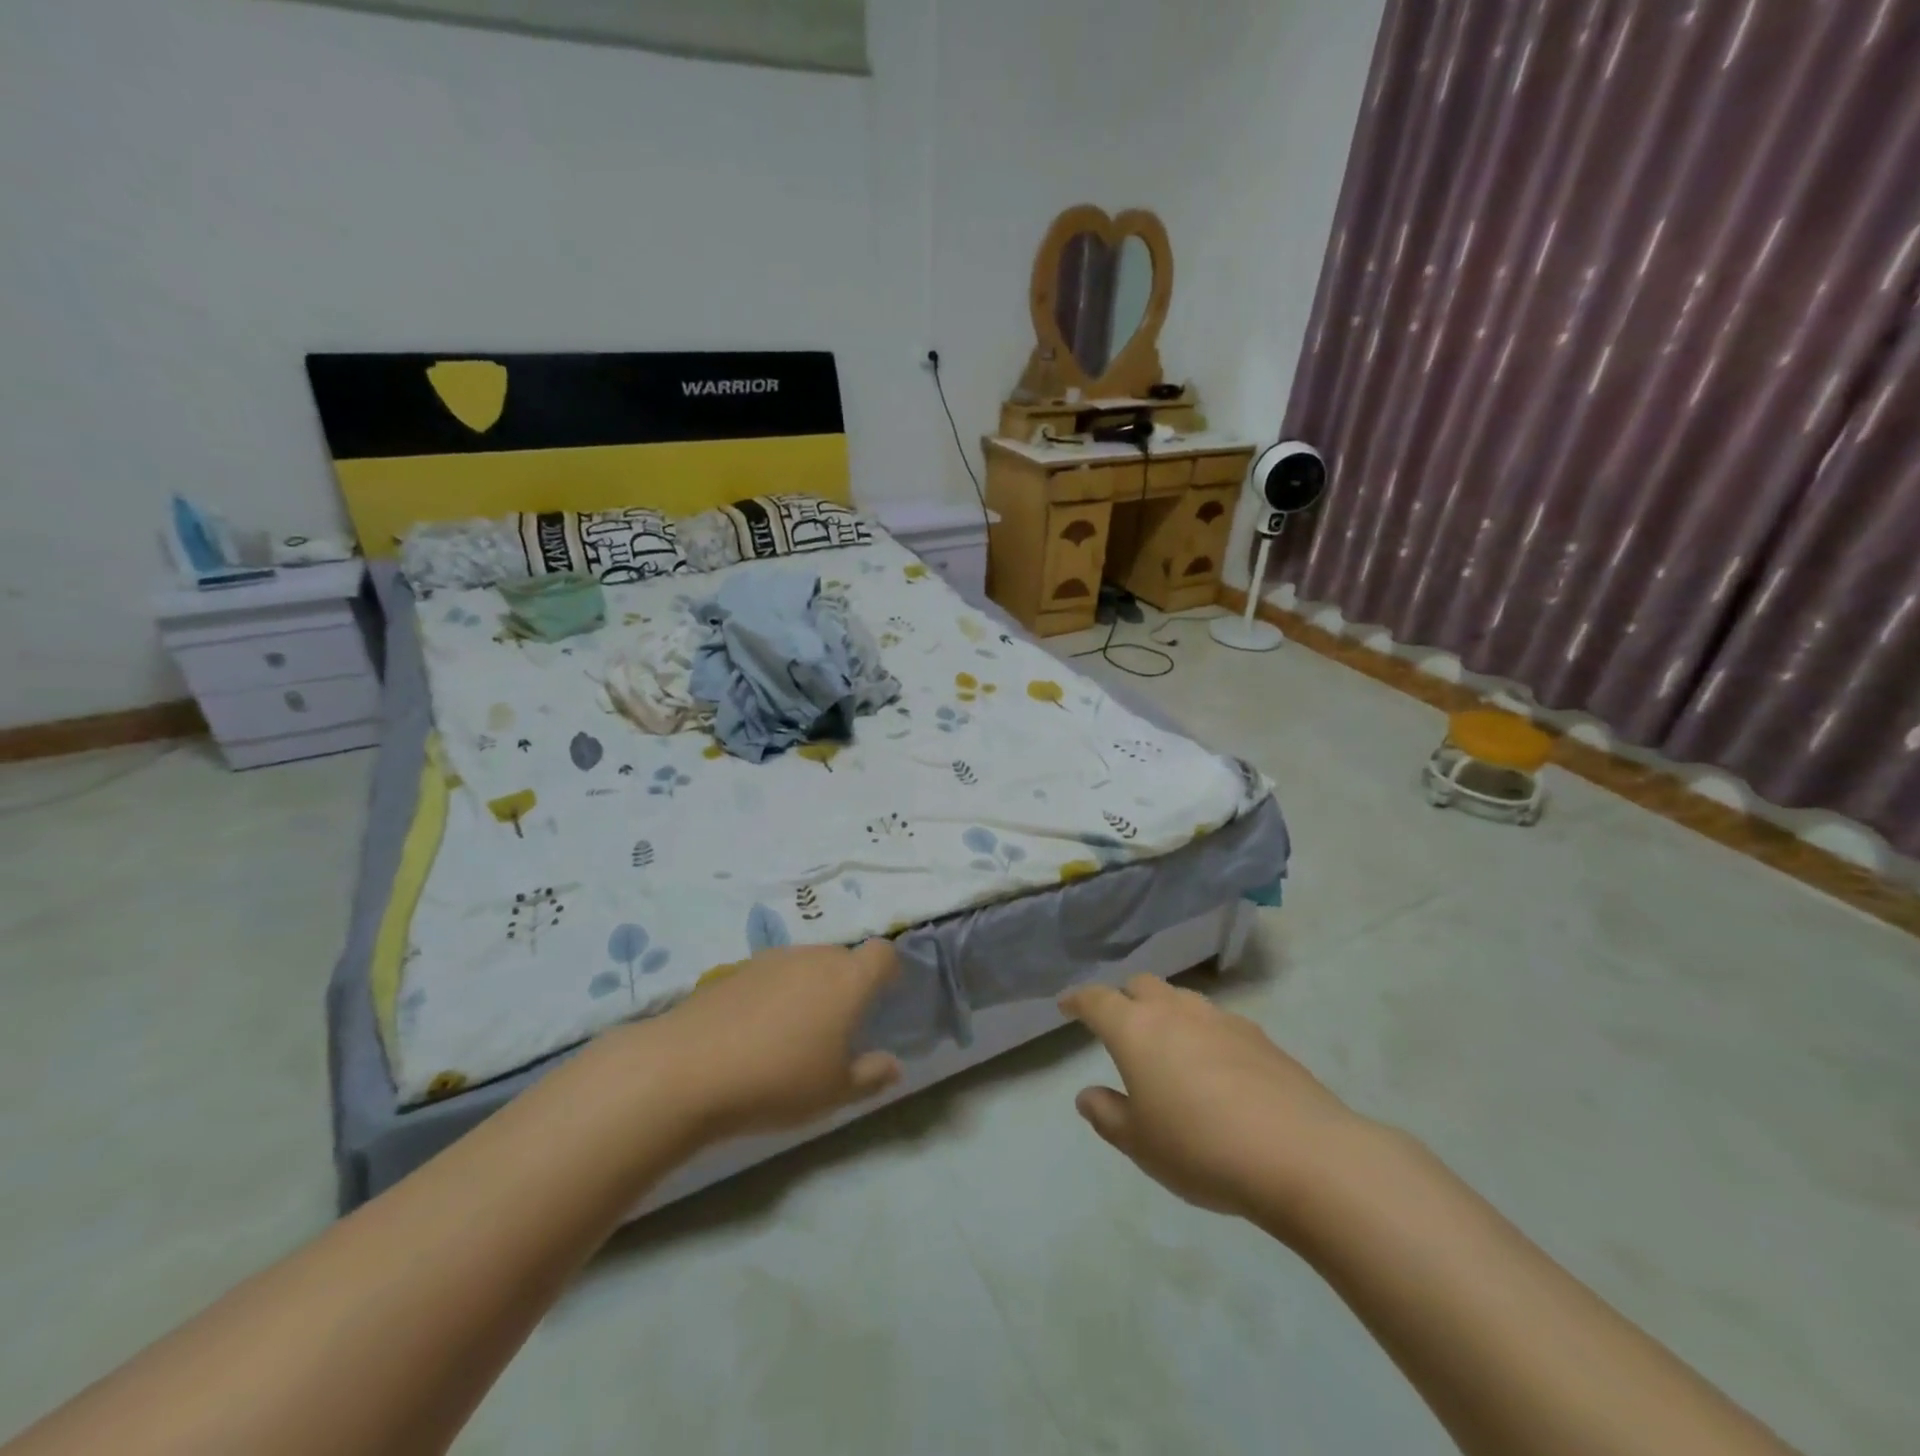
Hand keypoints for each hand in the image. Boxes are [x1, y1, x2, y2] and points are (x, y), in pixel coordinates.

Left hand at [642, 940, 903, 1142]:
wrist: (687, 1068)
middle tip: (837, 1028)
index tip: (882, 1000)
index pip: (883, 953)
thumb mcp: (834, 1092)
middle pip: (843, 958)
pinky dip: (774, 994)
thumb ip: (871, 1075)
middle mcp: (815, 957)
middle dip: (847, 984)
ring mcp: (772, 958)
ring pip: (806, 965)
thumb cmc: (778, 1080)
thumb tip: (893, 1064)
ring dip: (810, 988)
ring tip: (793, 1033)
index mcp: (849, 979)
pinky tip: (754, 1032)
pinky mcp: (735, 968)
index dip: (888, 972)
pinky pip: (771, 975)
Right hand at [1059, 974, 1363, 1230]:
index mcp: (1136, 1030)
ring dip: (1167, 1012)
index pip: (1097, 1000)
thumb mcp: (1141, 1144)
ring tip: (1169, 1046)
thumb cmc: (1202, 1148)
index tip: (1067, 1004)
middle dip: (1125, 999)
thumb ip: (1108, 1116)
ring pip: (1182, 999)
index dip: (1078, 1000)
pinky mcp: (1260, 1036)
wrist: (1301, 1154)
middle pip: (1142, 985)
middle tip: (1121, 1027)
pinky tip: (1215, 1068)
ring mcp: (1221, 1019)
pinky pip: (1218, 1021)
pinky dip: (1204, 1033)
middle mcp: (1175, 1011)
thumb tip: (1087, 1095)